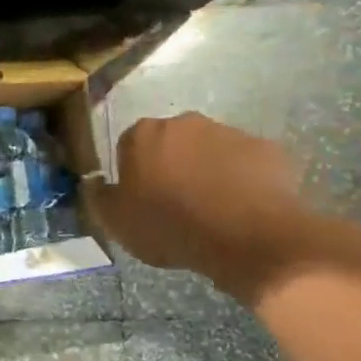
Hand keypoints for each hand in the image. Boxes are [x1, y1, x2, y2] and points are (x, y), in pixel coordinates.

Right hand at [86, 113, 310, 302]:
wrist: (248, 238)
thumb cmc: (172, 227)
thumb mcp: (118, 223)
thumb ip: (99, 197)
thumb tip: (94, 181)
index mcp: (144, 134)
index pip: (129, 146)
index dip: (134, 174)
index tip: (142, 200)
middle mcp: (185, 122)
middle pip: (171, 143)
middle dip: (172, 166)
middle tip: (176, 204)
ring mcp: (229, 132)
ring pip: (210, 151)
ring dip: (207, 172)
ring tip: (213, 211)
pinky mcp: (266, 150)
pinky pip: (245, 164)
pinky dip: (241, 181)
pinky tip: (241, 210)